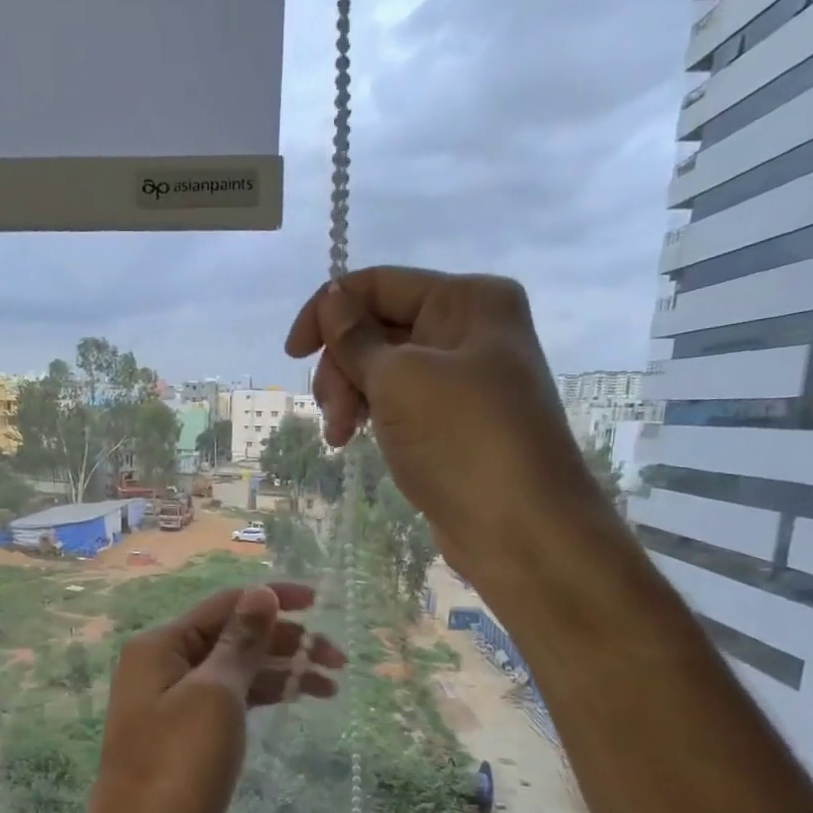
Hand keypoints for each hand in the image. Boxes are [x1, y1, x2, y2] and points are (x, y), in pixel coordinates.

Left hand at [70, 583, 343, 812]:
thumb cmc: (177, 767)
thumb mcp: (216, 696)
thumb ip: (240, 641)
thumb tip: (260, 593)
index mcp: (161, 644)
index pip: (225, 604)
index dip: (273, 598)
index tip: (322, 602)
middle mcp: (163, 663)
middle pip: (232, 635)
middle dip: (285, 640)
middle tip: (338, 660)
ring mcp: (172, 699)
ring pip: (236, 669)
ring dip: (281, 670)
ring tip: (331, 685)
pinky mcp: (184, 731)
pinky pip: (229, 698)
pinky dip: (262, 696)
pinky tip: (296, 699)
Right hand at [285, 268, 612, 576]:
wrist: (520, 528)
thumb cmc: (463, 439)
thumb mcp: (400, 379)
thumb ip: (356, 337)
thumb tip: (331, 299)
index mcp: (468, 299)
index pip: (379, 284)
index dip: (328, 311)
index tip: (292, 355)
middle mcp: (468, 329)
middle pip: (378, 327)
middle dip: (343, 366)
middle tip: (334, 413)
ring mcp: (462, 377)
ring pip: (382, 368)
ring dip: (351, 396)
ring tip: (340, 437)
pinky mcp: (452, 420)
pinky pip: (397, 401)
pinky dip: (371, 415)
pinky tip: (354, 440)